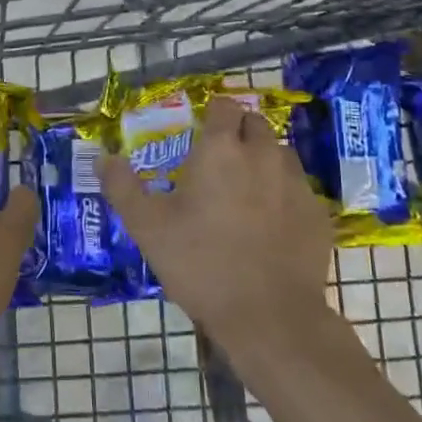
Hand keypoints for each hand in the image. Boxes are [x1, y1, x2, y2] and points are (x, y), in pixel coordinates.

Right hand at [99, 95, 343, 356]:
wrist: (269, 316)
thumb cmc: (201, 263)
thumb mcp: (147, 227)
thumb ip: (122, 187)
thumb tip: (103, 158)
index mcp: (221, 149)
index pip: (224, 106)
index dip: (213, 115)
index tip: (199, 135)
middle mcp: (263, 154)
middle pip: (255, 124)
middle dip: (238, 134)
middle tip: (218, 164)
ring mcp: (296, 183)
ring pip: (280, 154)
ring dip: (263, 161)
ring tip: (245, 192)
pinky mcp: (318, 213)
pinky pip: (298, 189)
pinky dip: (283, 195)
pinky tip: (270, 224)